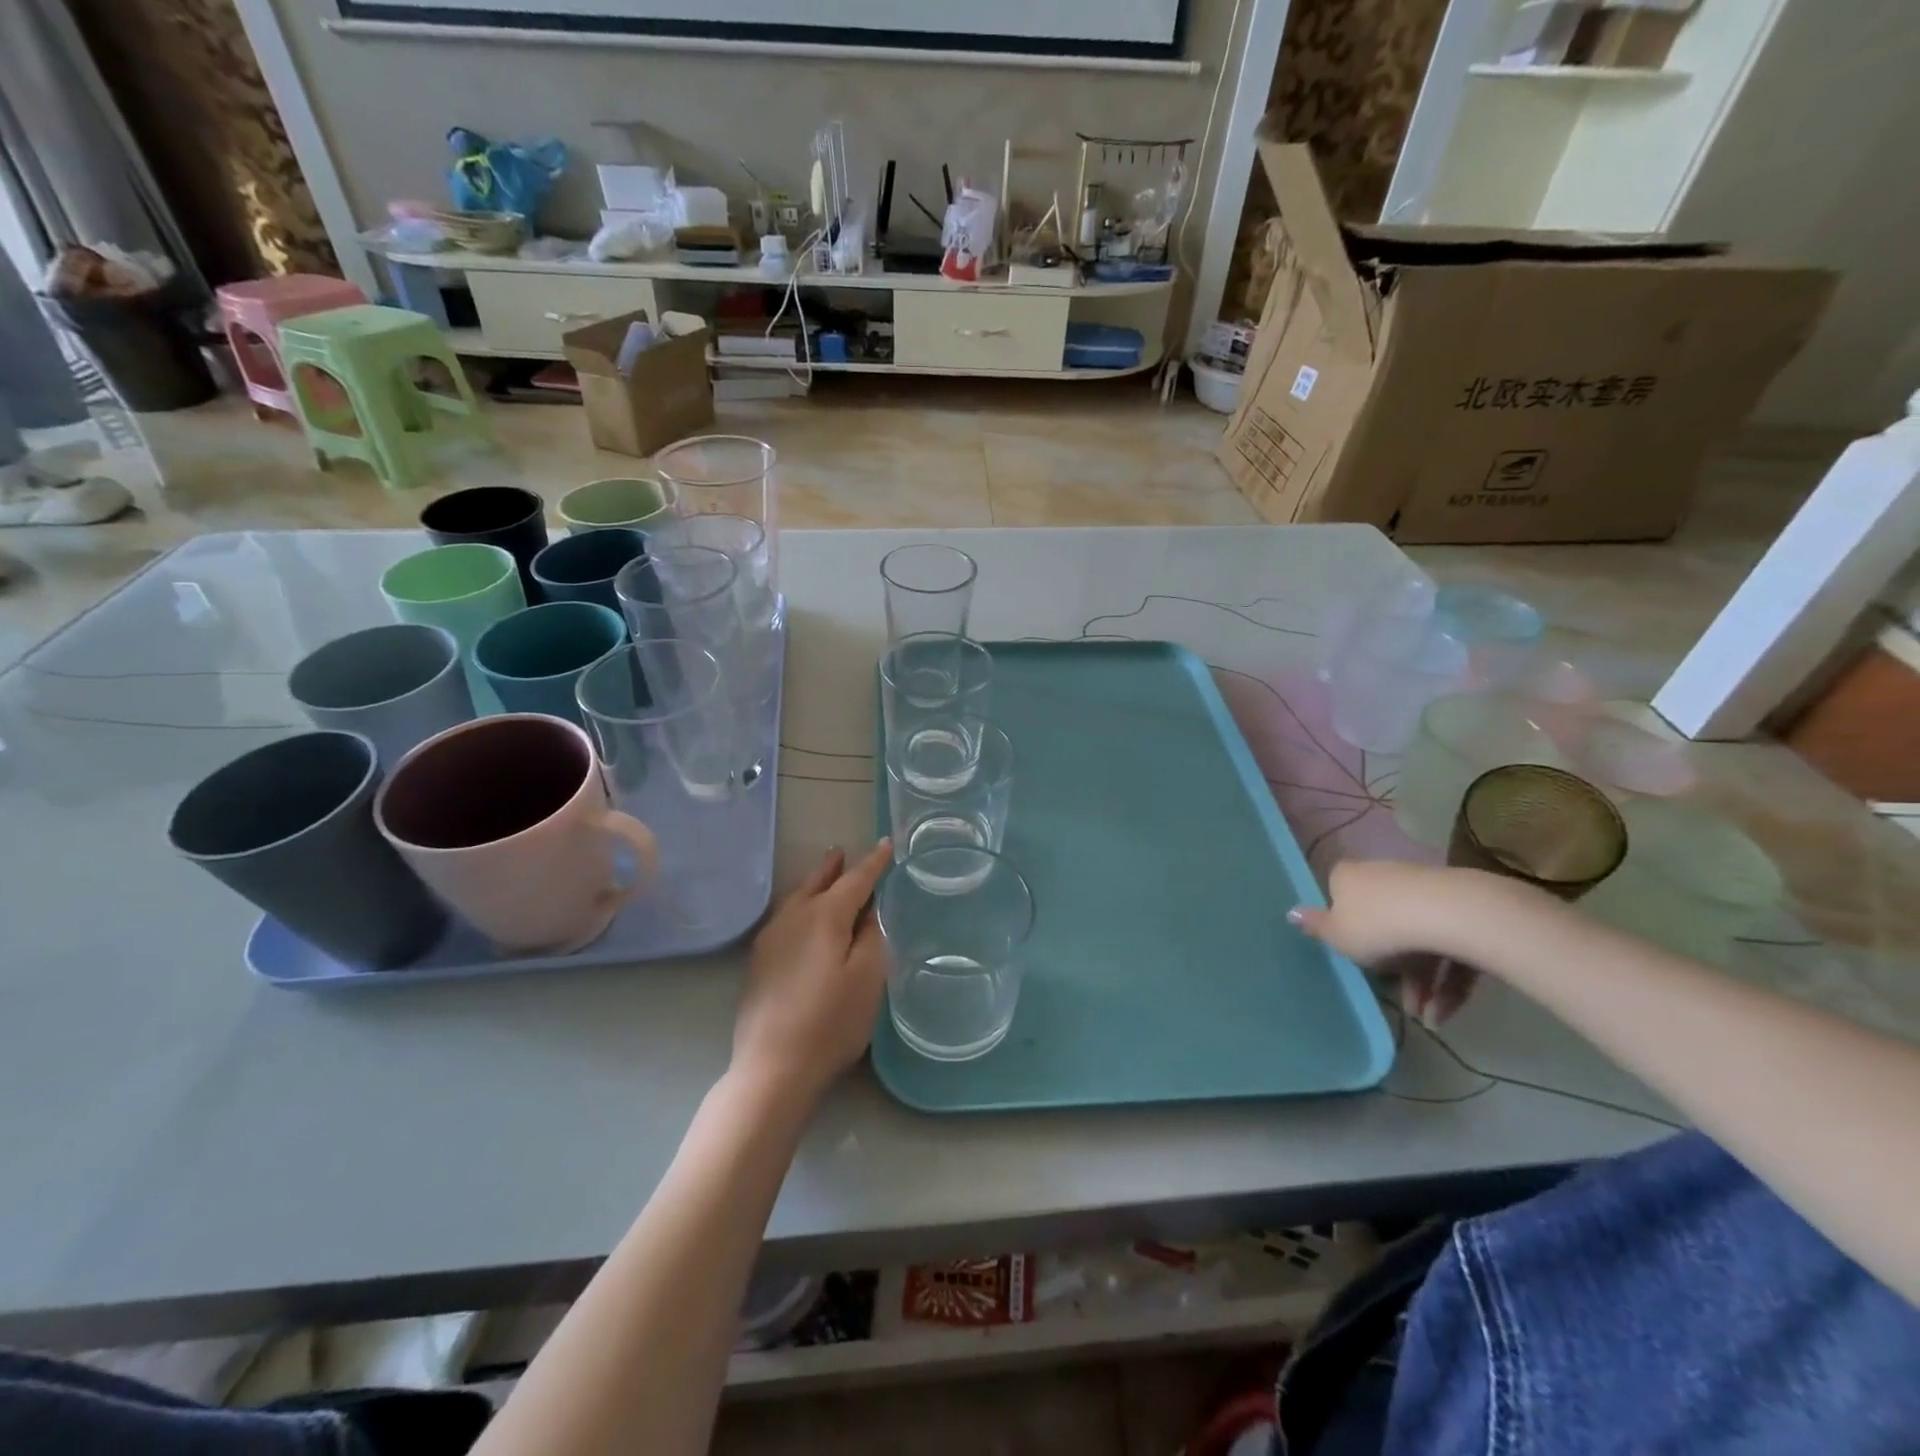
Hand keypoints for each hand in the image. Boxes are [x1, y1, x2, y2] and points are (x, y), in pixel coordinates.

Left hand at [733, 840, 893, 1100]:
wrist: (772, 1069)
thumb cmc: (830, 1023)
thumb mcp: (868, 978)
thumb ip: (872, 936)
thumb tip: (871, 908)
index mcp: (824, 916)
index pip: (855, 880)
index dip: (873, 864)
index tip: (887, 845)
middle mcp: (792, 918)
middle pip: (818, 883)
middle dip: (835, 868)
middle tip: (844, 852)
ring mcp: (770, 940)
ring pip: (797, 898)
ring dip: (814, 884)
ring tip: (826, 875)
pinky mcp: (759, 963)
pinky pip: (785, 917)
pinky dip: (801, 905)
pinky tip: (803, 919)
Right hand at [1290, 860, 1491, 1026]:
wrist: (1448, 916)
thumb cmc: (1377, 926)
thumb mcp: (1336, 936)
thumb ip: (1315, 927)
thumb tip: (1290, 912)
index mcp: (1349, 877)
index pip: (1340, 895)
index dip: (1344, 924)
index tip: (1353, 952)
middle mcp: (1384, 876)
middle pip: (1383, 922)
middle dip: (1390, 966)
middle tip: (1393, 996)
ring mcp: (1425, 891)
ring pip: (1417, 939)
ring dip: (1420, 983)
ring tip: (1426, 1018)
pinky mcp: (1461, 910)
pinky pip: (1447, 947)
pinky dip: (1446, 981)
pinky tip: (1442, 1014)